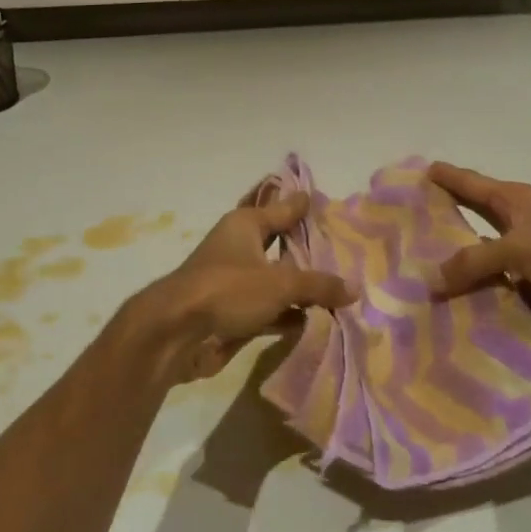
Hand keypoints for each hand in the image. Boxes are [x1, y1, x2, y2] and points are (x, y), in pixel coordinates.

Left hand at [131, 191, 355, 384]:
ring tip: (338, 287)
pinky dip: (288, 314)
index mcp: (245, 225)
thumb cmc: (227, 290)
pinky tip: (314, 321)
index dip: (302, 205)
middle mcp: (238, 247)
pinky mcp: (232, 312)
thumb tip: (354, 289)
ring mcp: (234, 281)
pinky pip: (268, 309)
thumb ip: (318, 285)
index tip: (323, 199)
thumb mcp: (280, 284)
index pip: (282, 208)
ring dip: (300, 286)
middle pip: (279, 243)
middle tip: (343, 248)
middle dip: (307, 249)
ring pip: (275, 279)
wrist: (177, 332)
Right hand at [427, 162, 530, 339]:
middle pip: (468, 223)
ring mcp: (520, 260)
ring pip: (478, 264)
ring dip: (454, 273)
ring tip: (412, 280)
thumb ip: (473, 262)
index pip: (467, 184)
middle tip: (400, 233)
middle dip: (439, 228)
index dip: (442, 178)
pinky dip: (475, 301)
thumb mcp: (516, 246)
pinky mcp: (529, 291)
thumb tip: (432, 280)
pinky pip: (493, 295)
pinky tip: (445, 312)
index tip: (414, 173)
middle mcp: (512, 226)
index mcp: (510, 200)